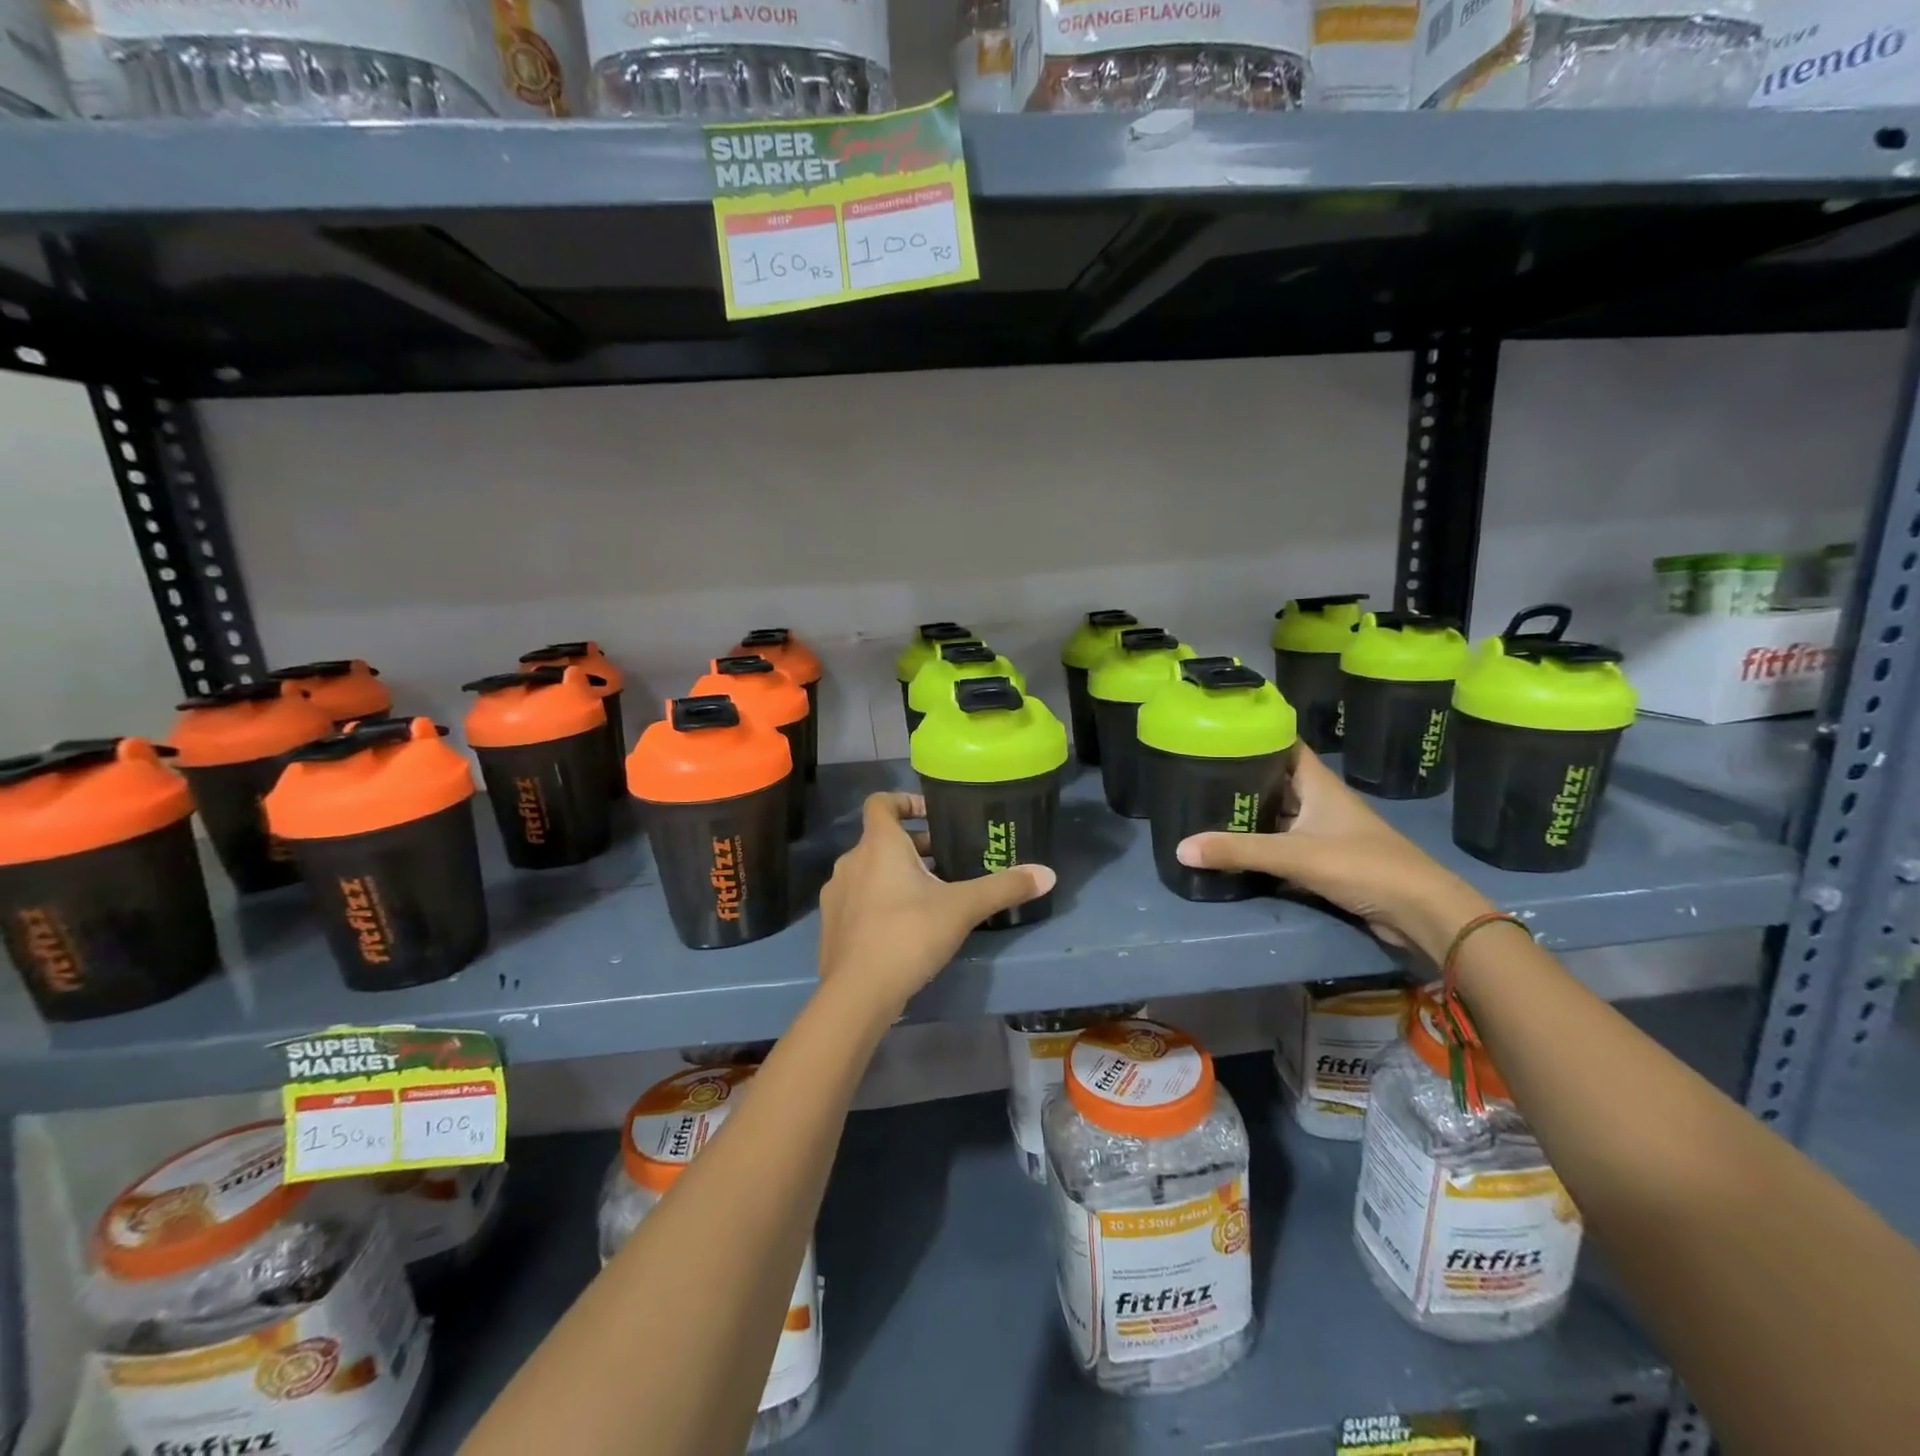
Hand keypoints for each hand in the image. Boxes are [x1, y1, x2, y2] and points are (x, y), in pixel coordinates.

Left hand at [817, 792, 1055, 1015]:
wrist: (856, 994)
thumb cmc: (908, 935)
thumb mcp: (962, 908)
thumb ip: (1003, 887)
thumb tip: (1048, 873)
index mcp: (878, 844)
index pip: (881, 802)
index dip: (905, 801)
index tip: (933, 815)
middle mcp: (852, 861)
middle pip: (881, 839)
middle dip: (914, 846)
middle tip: (948, 862)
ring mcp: (837, 894)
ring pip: (870, 870)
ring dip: (897, 874)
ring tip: (932, 895)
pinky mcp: (831, 924)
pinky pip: (859, 898)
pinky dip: (880, 900)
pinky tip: (906, 926)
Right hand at [1176, 749, 1490, 961]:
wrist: (1420, 911)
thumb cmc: (1361, 865)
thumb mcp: (1294, 855)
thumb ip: (1238, 851)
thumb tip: (1180, 849)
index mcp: (1318, 784)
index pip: (1285, 746)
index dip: (1257, 736)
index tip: (1219, 735)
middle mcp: (1321, 802)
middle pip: (1277, 781)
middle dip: (1242, 779)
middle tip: (1198, 776)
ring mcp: (1325, 832)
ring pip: (1280, 815)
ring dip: (1251, 815)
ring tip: (1207, 810)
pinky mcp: (1327, 861)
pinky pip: (1286, 845)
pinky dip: (1263, 846)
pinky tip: (1235, 850)